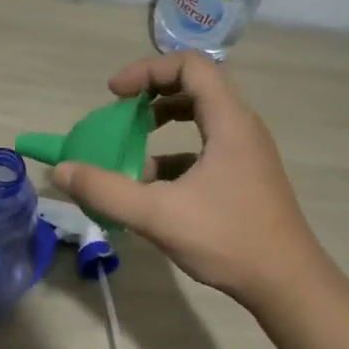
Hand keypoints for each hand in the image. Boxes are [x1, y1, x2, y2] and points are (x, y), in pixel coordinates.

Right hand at [52, 53, 330, 312]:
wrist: (287, 282)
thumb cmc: (227, 239)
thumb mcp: (157, 215)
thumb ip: (106, 191)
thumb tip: (61, 170)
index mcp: (229, 121)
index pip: (189, 66)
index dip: (147, 70)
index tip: (115, 94)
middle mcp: (243, 127)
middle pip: (196, 87)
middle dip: (153, 95)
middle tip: (122, 115)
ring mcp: (248, 153)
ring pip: (203, 118)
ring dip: (164, 124)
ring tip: (133, 149)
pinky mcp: (248, 176)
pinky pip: (208, 148)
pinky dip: (178, 155)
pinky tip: (155, 187)